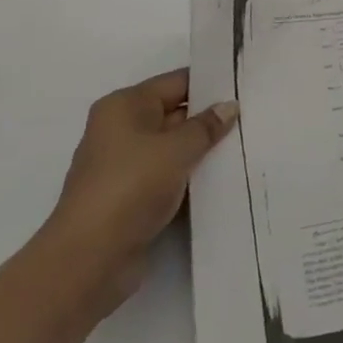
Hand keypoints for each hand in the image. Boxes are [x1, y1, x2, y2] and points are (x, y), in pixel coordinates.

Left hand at [37, 69, 237, 314]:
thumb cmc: (130, 187)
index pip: (177, 82)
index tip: (246, 86)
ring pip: (173, 148)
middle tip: (254, 117)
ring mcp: (124, 166)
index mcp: (124, 106)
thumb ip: (206, 126)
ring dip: (202, 152)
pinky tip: (222, 179)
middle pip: (175, 114)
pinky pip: (168, 176)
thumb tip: (229, 107)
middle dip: (210, 119)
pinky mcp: (130, 198)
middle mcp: (121, 130)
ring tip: (246, 146)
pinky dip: (190, 177)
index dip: (211, 84)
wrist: (88, 260)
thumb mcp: (177, 149)